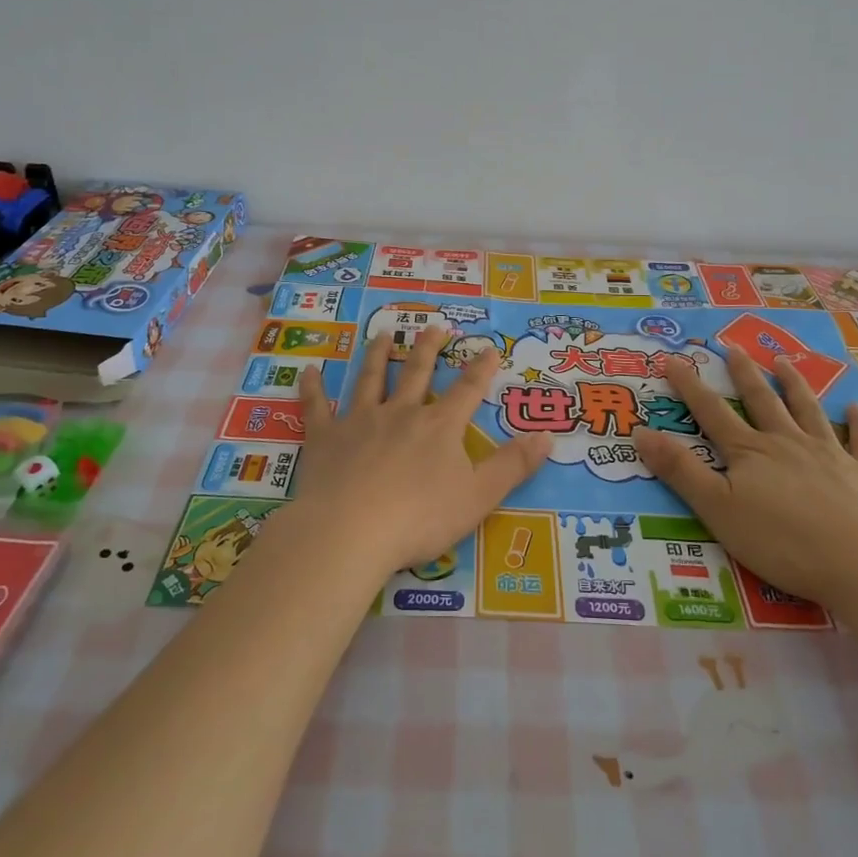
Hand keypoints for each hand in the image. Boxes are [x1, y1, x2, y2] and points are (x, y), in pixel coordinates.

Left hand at [296, 326, 548, 578]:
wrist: (351, 531)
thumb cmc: (420, 518)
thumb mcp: (479, 496)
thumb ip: (513, 466)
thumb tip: (548, 435)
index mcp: (439, 427)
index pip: (466, 390)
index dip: (480, 368)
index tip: (489, 347)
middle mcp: (401, 413)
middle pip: (416, 373)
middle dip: (427, 348)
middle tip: (433, 326)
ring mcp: (360, 422)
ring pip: (370, 379)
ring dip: (377, 355)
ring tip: (381, 334)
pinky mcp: (326, 438)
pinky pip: (317, 408)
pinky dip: (313, 389)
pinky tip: (309, 371)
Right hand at [633, 347, 857, 610]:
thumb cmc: (782, 542)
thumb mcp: (717, 510)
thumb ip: (680, 471)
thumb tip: (640, 432)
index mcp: (750, 452)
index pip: (712, 412)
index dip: (690, 386)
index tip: (674, 360)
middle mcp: (788, 443)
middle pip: (762, 401)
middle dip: (745, 374)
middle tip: (734, 348)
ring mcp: (831, 455)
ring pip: (808, 411)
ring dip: (795, 385)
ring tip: (783, 362)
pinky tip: (856, 407)